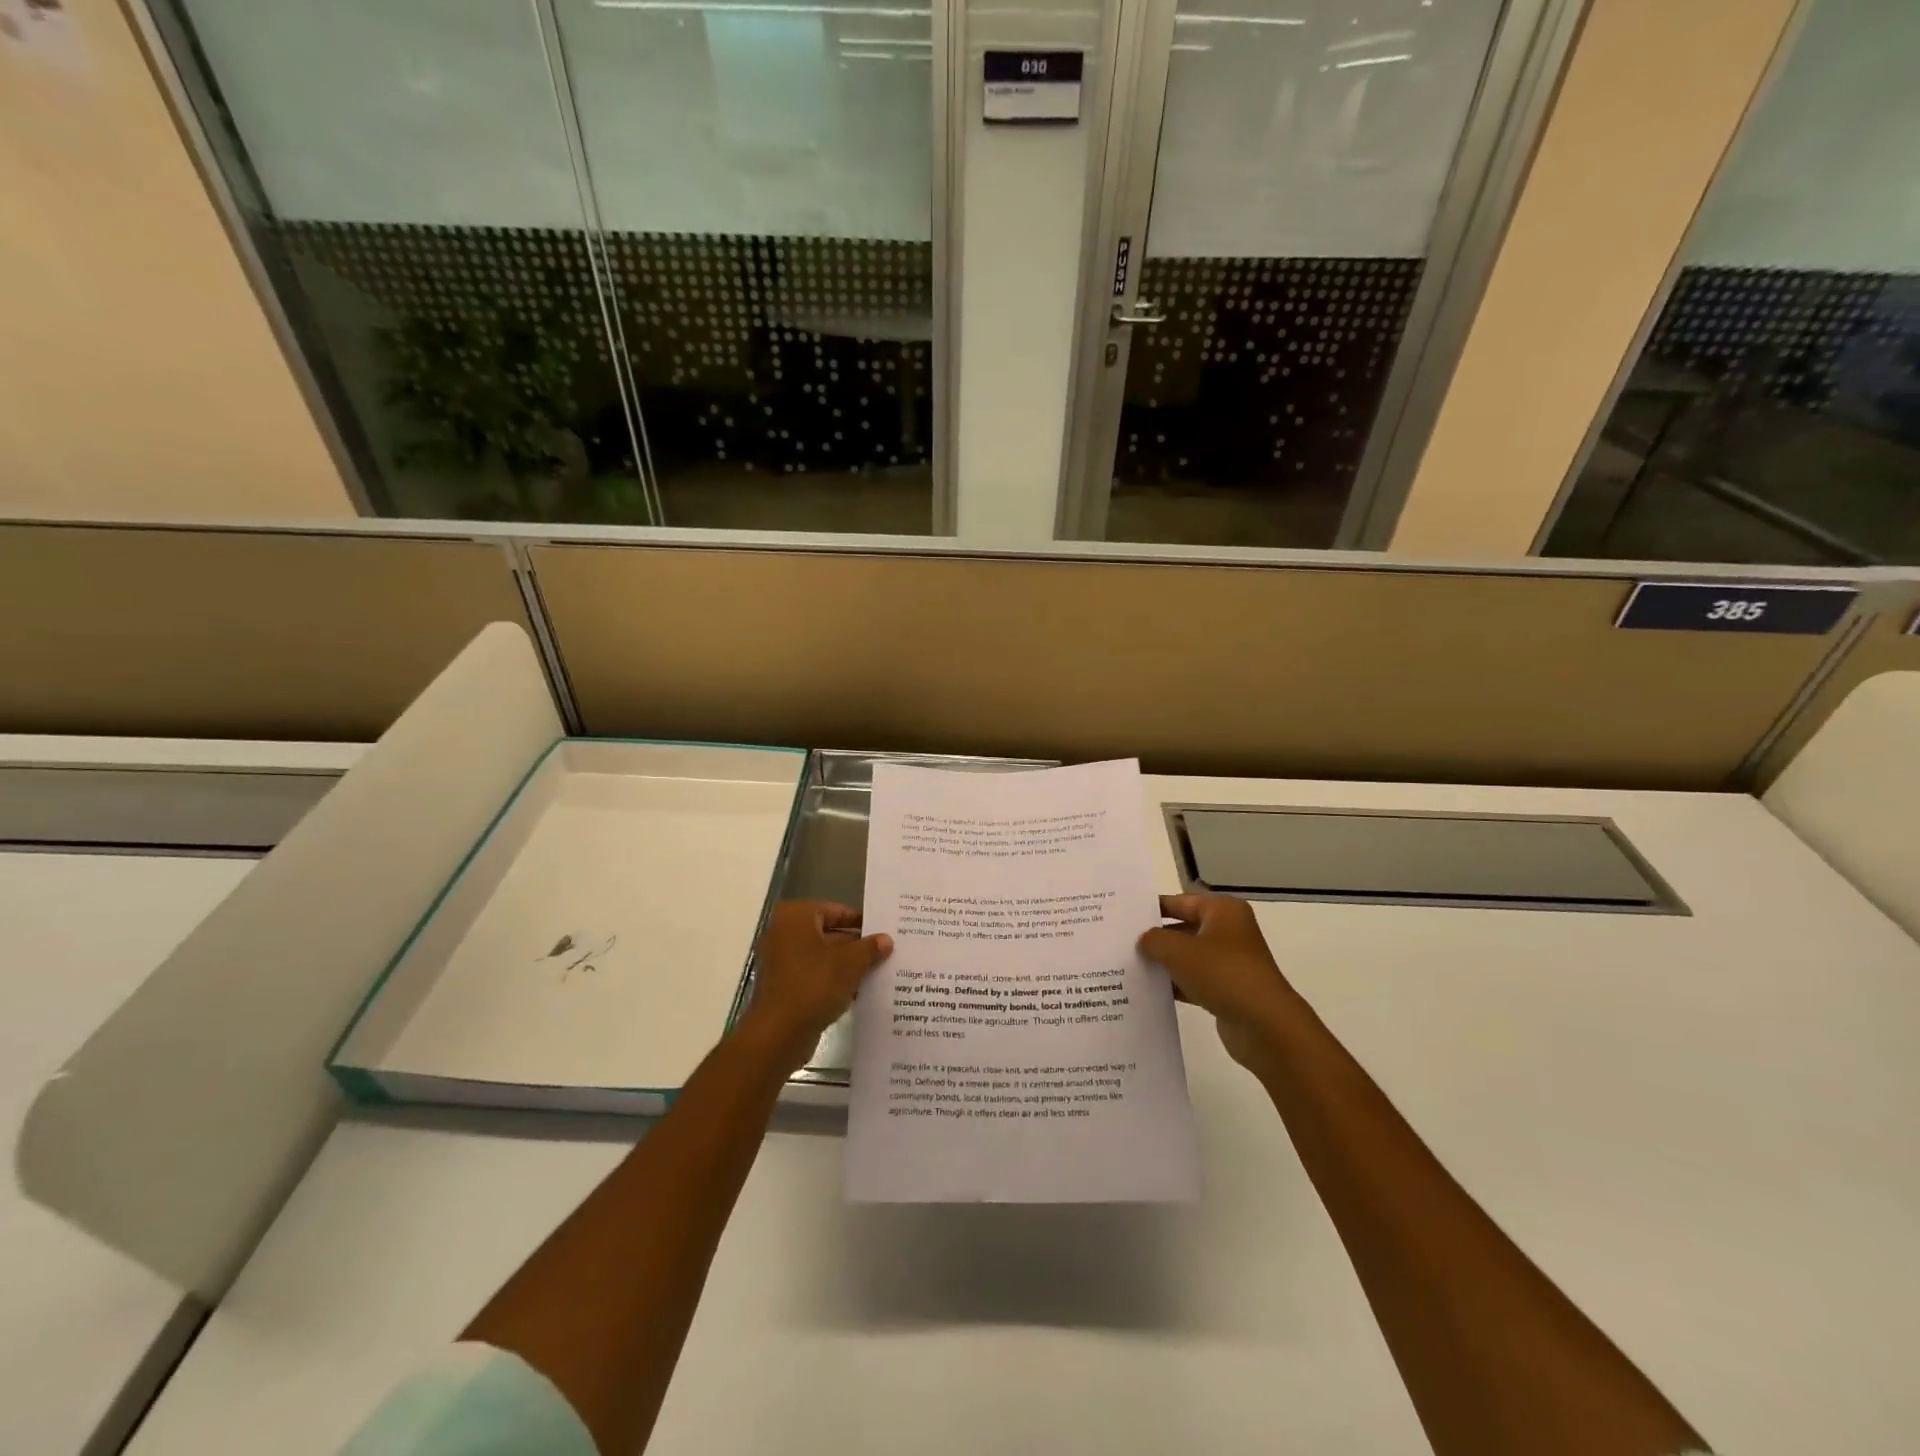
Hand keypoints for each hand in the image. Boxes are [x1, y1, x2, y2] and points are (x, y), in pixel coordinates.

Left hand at [737, 901, 891, 1075]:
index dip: (860, 921)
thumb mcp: (850, 963)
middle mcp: (784, 933)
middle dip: (856, 944)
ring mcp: (781, 961)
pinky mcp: (784, 986)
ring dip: (847, 964)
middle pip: (828, 933)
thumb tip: (886, 939)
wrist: (778, 1033)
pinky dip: (834, 980)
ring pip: (823, 956)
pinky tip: (860, 991)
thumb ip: (869, 948)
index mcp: (795, 917)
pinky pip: (814, 975)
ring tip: (879, 971)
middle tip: (885, 951)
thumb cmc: (813, 985)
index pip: (835, 910)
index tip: (883, 930)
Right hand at [1138, 893, 1297, 1069]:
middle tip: (1120, 941)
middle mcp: (1228, 931)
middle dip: (1156, 937)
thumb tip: (1144, 940)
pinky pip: (1194, 980)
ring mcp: (1229, 962)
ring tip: (1128, 966)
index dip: (1152, 907)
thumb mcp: (1178, 950)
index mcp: (1222, 911)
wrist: (1264, 1025)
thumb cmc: (1222, 973)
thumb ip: (1154, 940)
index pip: (1179, 901)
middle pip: (1183, 928)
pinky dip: (1175, 984)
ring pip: (1187, 957)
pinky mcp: (1227, 990)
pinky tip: (1149, 991)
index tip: (1123, 915)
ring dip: (1163, 963)